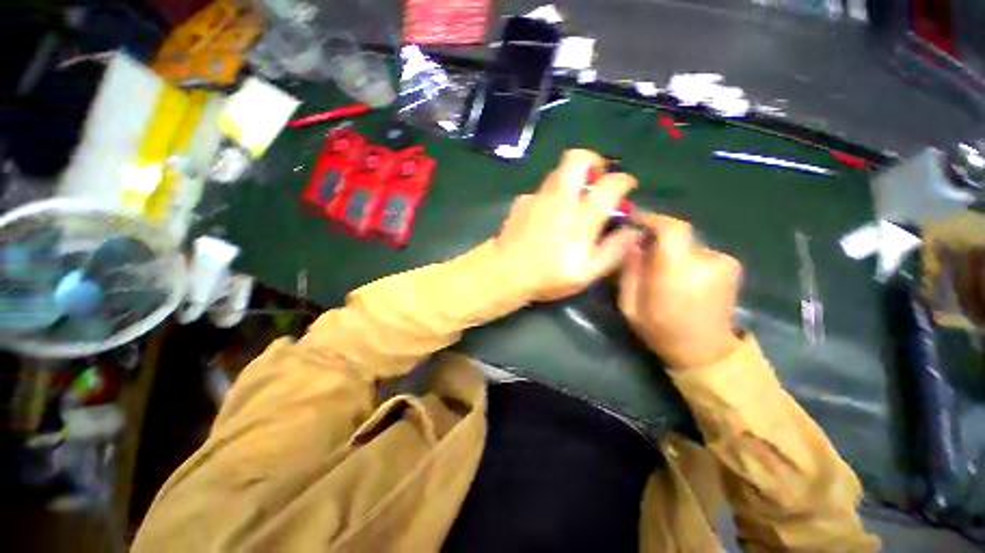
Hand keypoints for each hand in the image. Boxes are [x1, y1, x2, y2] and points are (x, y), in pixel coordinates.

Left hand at [496, 149, 640, 301]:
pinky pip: (542, 189)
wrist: (505, 273)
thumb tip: (634, 231)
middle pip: (577, 159)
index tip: (626, 187)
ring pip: (558, 171)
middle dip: (593, 161)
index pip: (609, 185)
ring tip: (573, 200)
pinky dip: (551, 195)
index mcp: (580, 219)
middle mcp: (559, 200)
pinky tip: (548, 215)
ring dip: (571, 178)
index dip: (624, 181)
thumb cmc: (547, 278)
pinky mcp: (522, 201)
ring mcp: (537, 197)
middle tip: (597, 180)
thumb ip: (612, 251)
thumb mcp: (585, 274)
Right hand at [618, 213, 742, 369]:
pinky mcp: (731, 265)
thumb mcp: (629, 304)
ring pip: (686, 243)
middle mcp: (707, 261)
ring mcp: (724, 262)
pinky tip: (679, 276)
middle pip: (676, 234)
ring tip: (659, 270)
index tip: (632, 219)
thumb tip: (631, 242)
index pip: (670, 228)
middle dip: (655, 239)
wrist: (705, 351)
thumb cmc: (660, 329)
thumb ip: (629, 270)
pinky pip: (698, 251)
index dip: (650, 218)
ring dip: (670, 250)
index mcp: (679, 271)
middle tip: (639, 252)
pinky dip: (685, 256)